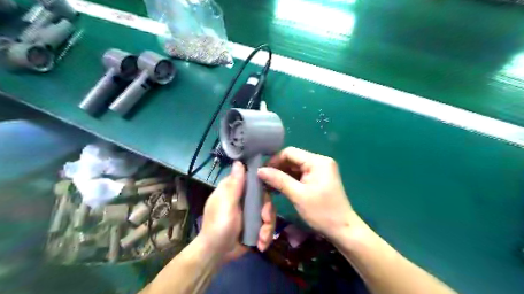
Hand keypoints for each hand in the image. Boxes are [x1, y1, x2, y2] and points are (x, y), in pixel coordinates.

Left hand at [200, 161, 274, 254]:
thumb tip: (238, 161)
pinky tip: (261, 244)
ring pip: (269, 211)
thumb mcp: (226, 203)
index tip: (271, 187)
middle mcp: (245, 198)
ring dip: (268, 226)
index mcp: (235, 189)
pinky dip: (266, 234)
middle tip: (265, 219)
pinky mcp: (256, 224)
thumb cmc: (218, 225)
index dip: (263, 181)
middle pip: (265, 196)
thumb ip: (234, 184)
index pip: (253, 178)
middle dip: (267, 210)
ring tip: (262, 239)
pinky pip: (268, 224)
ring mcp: (251, 212)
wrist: (217, 253)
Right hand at [257, 147, 360, 240]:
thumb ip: (278, 180)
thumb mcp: (297, 195)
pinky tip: (279, 187)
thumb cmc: (321, 212)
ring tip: (269, 185)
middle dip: (277, 168)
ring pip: (295, 167)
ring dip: (282, 175)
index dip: (274, 160)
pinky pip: (301, 174)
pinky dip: (290, 180)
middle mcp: (320, 161)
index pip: (290, 152)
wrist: (343, 229)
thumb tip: (260, 170)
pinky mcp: (319, 178)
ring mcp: (320, 170)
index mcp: (317, 161)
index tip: (261, 172)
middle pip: (293, 159)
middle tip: (263, 180)